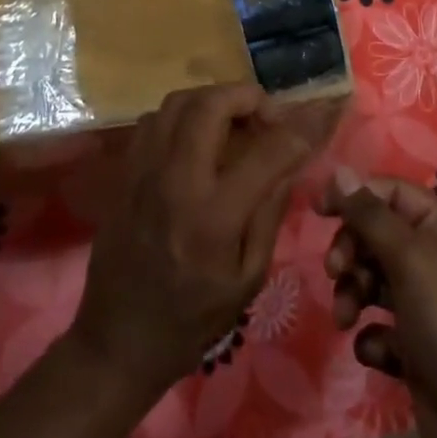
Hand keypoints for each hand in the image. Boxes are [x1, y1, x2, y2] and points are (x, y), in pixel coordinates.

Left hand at [71, 83, 317, 398]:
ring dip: (214, 100)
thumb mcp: (248, 278)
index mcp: (213, 217)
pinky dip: (184, 115)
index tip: (319, 116)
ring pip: (178, 101)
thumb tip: (290, 160)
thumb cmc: (192, 319)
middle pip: (211, 105)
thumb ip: (270, 212)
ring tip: (234, 122)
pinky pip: (155, 119)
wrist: (117, 340)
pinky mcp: (124, 172)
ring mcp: (143, 172)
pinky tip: (198, 138)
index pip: (266, 151)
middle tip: (266, 117)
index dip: (300, 128)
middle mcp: (175, 181)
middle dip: (248, 97)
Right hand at [319, 167, 436, 437]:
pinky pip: (378, 325)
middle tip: (335, 270)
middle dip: (351, 250)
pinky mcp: (414, 346)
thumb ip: (370, 215)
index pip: (392, 193)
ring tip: (345, 317)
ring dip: (352, 293)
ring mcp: (425, 305)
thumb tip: (338, 170)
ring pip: (372, 280)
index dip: (355, 195)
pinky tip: (380, 352)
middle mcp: (436, 261)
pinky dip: (372, 335)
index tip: (318, 209)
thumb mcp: (411, 260)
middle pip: (377, 235)